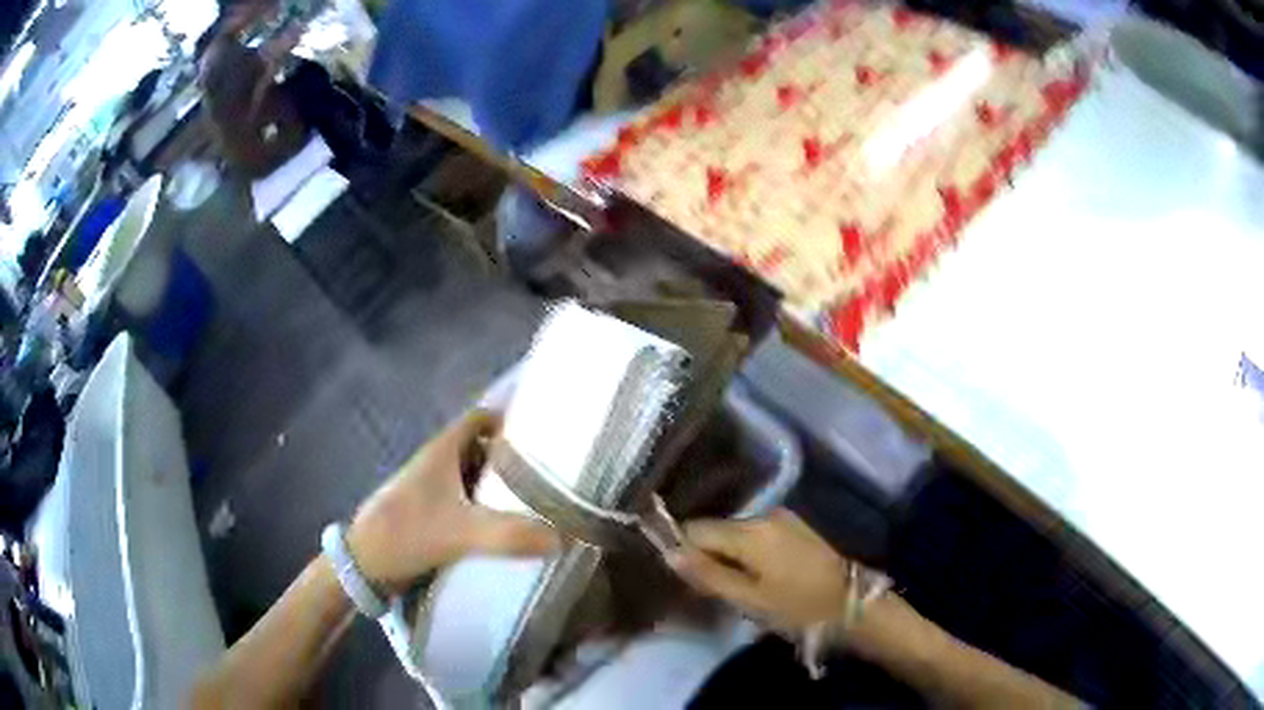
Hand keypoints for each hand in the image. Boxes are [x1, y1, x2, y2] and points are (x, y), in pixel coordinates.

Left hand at [347, 411, 559, 592]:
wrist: (365, 564)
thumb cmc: (406, 532)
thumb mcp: (459, 531)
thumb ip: (508, 534)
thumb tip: (562, 538)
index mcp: (443, 450)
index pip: (481, 418)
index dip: (511, 417)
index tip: (545, 429)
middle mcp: (440, 464)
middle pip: (484, 449)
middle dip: (516, 458)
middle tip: (555, 473)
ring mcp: (435, 491)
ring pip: (477, 479)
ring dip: (503, 488)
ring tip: (544, 501)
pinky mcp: (433, 516)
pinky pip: (470, 505)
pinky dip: (490, 512)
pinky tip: (513, 529)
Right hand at [669, 508, 850, 630]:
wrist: (851, 602)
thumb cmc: (796, 607)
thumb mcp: (748, 599)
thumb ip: (707, 575)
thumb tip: (669, 553)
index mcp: (749, 531)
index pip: (696, 530)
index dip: (687, 554)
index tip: (696, 583)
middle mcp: (763, 514)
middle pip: (716, 529)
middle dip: (709, 556)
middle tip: (722, 591)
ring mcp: (781, 516)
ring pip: (735, 532)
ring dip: (730, 555)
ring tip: (743, 587)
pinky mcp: (793, 524)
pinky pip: (755, 533)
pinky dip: (749, 552)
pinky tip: (762, 576)